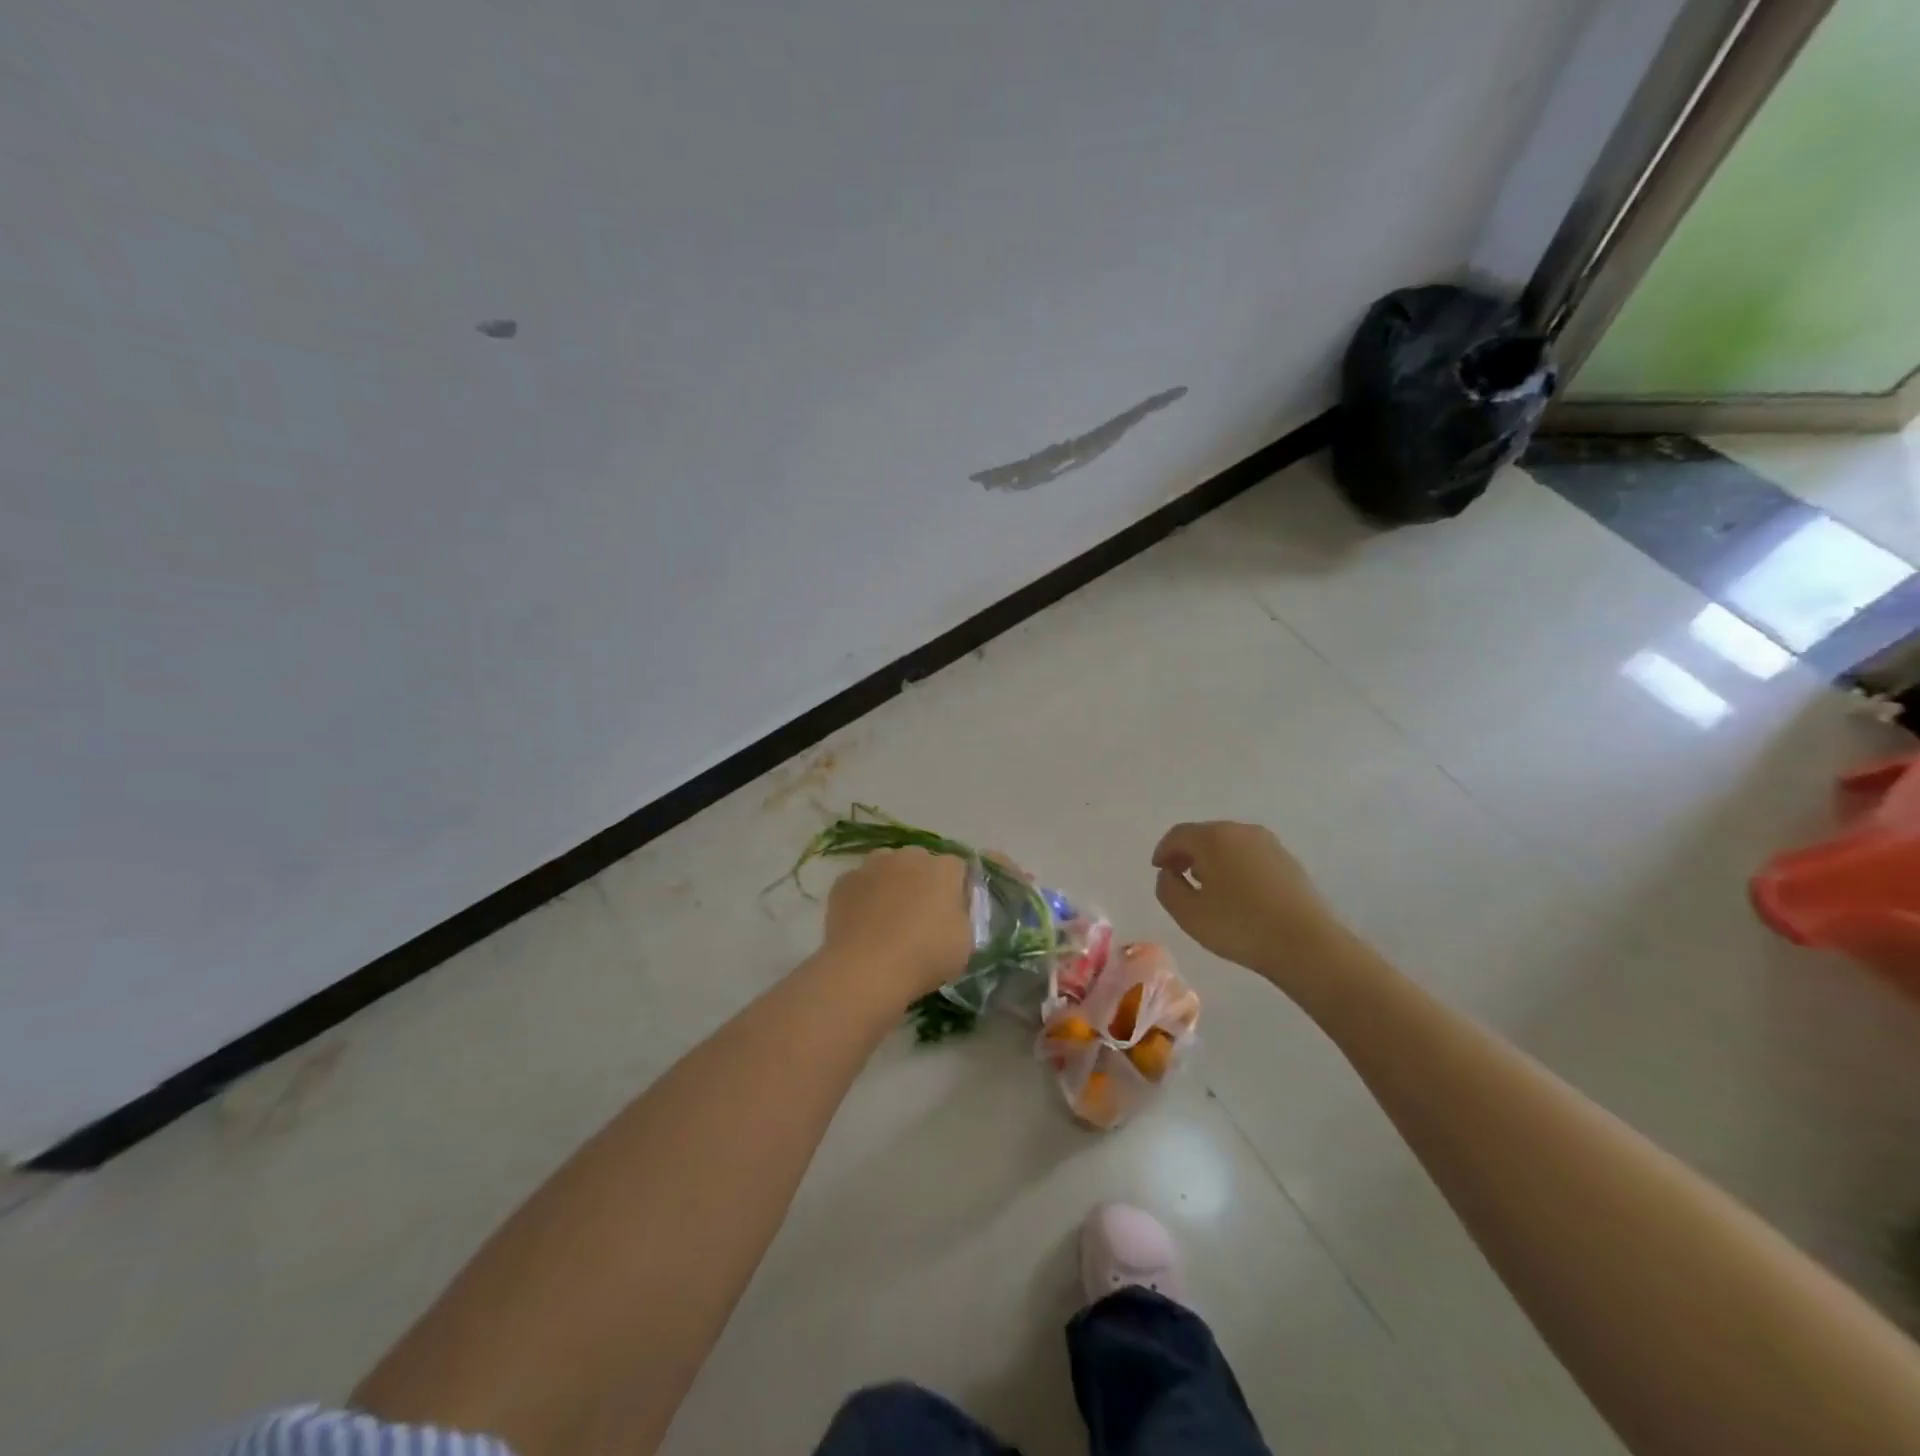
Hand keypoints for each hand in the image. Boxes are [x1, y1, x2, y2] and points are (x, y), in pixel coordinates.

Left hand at [821, 848, 974, 999]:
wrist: (866, 969)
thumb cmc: (925, 956)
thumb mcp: (964, 943)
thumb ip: (961, 917)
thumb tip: (950, 912)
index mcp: (944, 868)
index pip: (957, 869)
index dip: (956, 890)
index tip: (952, 914)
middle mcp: (909, 856)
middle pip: (920, 863)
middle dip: (922, 882)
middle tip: (920, 916)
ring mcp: (873, 865)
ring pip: (887, 868)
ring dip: (891, 884)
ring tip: (887, 918)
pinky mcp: (844, 881)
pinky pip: (860, 885)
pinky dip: (863, 898)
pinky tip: (862, 925)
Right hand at [1151, 822, 1350, 981]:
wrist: (1307, 944)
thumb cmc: (1240, 927)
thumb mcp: (1188, 914)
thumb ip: (1167, 888)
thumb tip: (1169, 874)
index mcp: (1213, 838)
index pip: (1178, 835)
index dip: (1163, 852)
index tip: (1159, 871)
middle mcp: (1241, 831)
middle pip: (1204, 835)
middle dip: (1188, 854)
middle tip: (1179, 878)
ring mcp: (1269, 844)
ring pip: (1229, 845)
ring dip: (1213, 860)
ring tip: (1208, 888)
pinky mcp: (1288, 861)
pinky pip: (1250, 856)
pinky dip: (1236, 867)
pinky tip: (1238, 894)